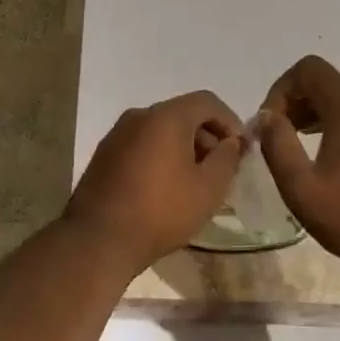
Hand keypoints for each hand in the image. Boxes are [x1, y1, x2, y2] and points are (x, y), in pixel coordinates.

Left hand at [64, 91, 247, 269]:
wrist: (98, 239)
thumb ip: (227, 158)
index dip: (231, 122)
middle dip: (207, 136)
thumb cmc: (161, 211)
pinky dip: (161, 155)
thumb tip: (231, 142)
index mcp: (165, 116)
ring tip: (195, 181)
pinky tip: (166, 187)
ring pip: (160, 130)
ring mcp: (117, 134)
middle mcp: (139, 116)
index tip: (241, 150)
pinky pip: (142, 144)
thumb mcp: (209, 188)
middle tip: (221, 168)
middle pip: (182, 113)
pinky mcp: (104, 154)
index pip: (207, 101)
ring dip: (184, 147)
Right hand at [256, 56, 339, 267]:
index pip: (308, 69)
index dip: (280, 89)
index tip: (269, 124)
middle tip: (277, 137)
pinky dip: (336, 126)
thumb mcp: (301, 187)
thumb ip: (277, 145)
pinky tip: (327, 161)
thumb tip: (266, 116)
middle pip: (325, 83)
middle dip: (294, 102)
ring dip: (313, 115)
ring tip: (296, 148)